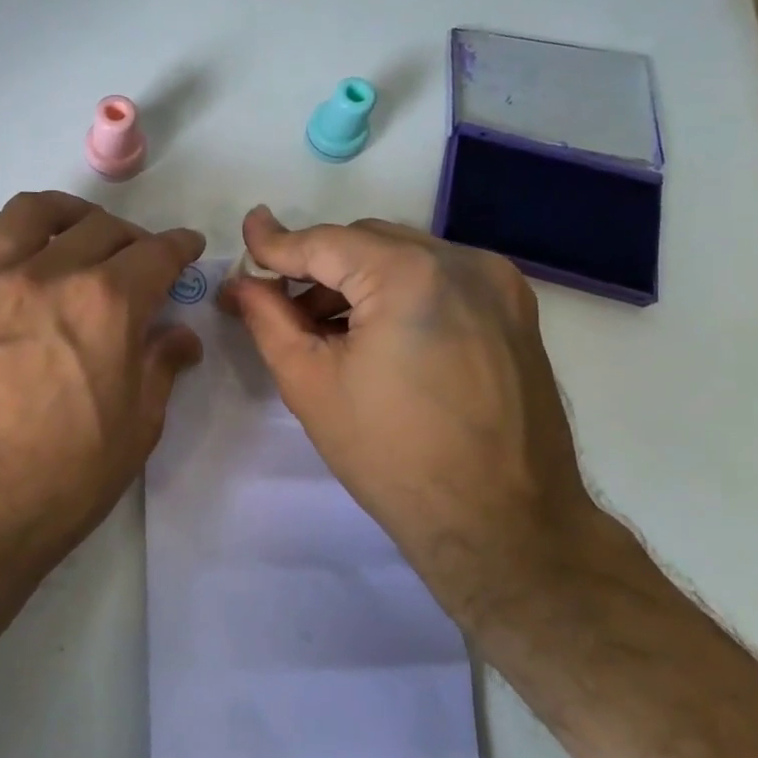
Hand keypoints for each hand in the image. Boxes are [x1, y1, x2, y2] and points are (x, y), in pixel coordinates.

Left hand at [0, 191, 204, 581]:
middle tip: (138, 261)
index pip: (155, 254)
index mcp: (105, 305)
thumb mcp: (135, 431)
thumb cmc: (60, 483)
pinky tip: (16, 250)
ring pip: (32, 213)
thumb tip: (178, 336)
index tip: (187, 249)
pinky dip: (6, 231)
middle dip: (132, 237)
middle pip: (99, 227)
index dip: (179, 247)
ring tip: (77, 233)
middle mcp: (48, 275)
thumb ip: (160, 368)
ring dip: (67, 214)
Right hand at [221, 206, 593, 616]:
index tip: (246, 232)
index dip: (277, 241)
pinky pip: (440, 279)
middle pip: (366, 242)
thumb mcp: (310, 383)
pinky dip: (399, 293)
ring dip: (358, 280)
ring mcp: (498, 284)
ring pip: (404, 257)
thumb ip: (268, 318)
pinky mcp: (516, 311)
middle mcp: (462, 261)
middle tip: (279, 303)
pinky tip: (377, 337)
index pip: (326, 242)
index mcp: (410, 274)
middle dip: (319, 266)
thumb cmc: (392, 456)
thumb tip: (241, 281)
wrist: (502, 525)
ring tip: (326, 330)